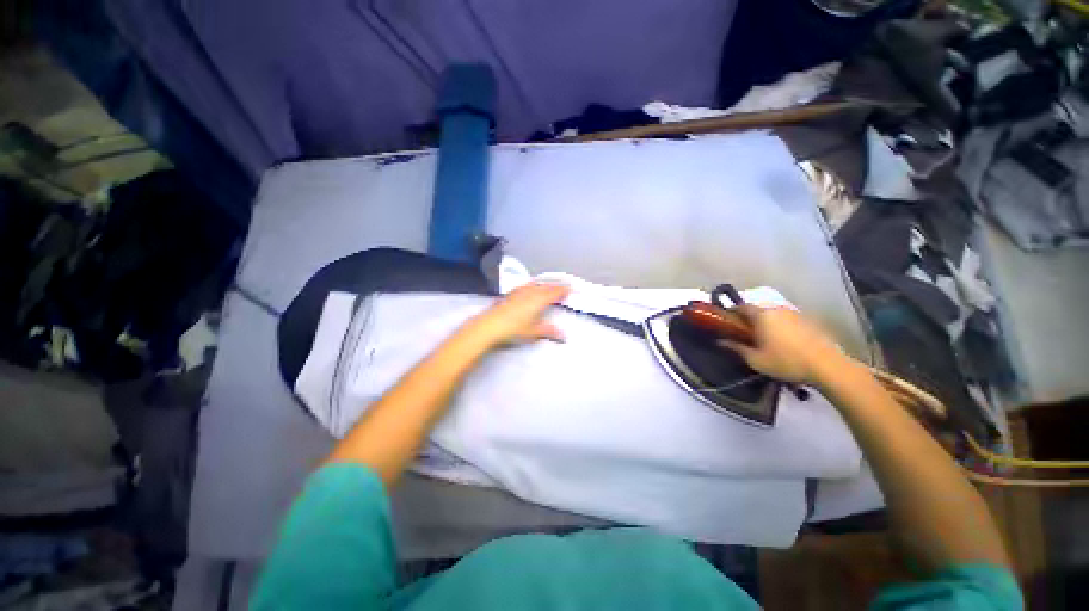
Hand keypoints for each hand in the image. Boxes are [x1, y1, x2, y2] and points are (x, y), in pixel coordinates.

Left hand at [465, 283, 570, 348]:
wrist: (490, 325)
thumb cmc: (514, 329)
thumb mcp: (534, 332)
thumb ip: (549, 331)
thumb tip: (563, 335)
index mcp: (540, 299)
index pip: (556, 291)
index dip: (565, 289)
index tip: (572, 289)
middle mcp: (531, 291)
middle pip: (547, 285)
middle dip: (556, 286)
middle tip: (563, 286)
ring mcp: (520, 290)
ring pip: (536, 284)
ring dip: (544, 284)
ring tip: (549, 286)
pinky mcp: (511, 293)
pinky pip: (527, 286)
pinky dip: (533, 286)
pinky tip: (530, 288)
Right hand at [722, 306, 845, 384]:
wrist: (827, 367)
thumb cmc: (786, 362)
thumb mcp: (755, 360)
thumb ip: (736, 348)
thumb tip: (720, 341)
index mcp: (762, 316)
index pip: (742, 307)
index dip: (732, 312)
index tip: (727, 322)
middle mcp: (778, 309)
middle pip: (758, 310)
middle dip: (749, 319)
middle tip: (745, 333)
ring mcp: (795, 314)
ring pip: (774, 315)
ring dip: (767, 323)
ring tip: (765, 338)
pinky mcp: (809, 321)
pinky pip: (788, 320)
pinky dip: (781, 327)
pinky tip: (784, 341)